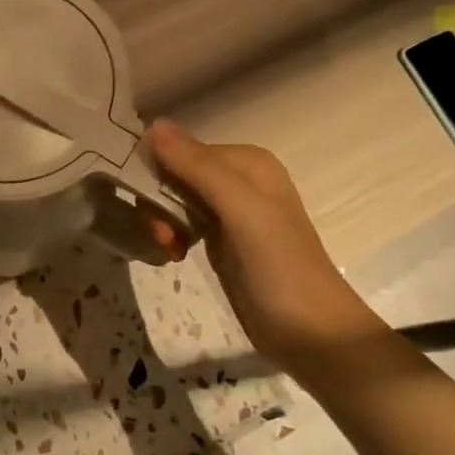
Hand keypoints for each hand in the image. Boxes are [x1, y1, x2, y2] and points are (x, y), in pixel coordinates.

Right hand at [144, 119, 384, 369]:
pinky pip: (184, 224)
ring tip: (170, 249)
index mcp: (247, 162)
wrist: (310, 331)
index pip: (182, 150)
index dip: (157, 173)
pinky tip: (174, 255)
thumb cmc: (278, 265)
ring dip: (163, 223)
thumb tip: (153, 124)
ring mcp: (231, 213)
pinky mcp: (224, 242)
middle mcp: (239, 180)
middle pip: (176, 175)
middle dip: (159, 203)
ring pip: (176, 201)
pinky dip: (173, 236)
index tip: (145, 205)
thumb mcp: (239, 209)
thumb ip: (197, 167)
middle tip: (162, 236)